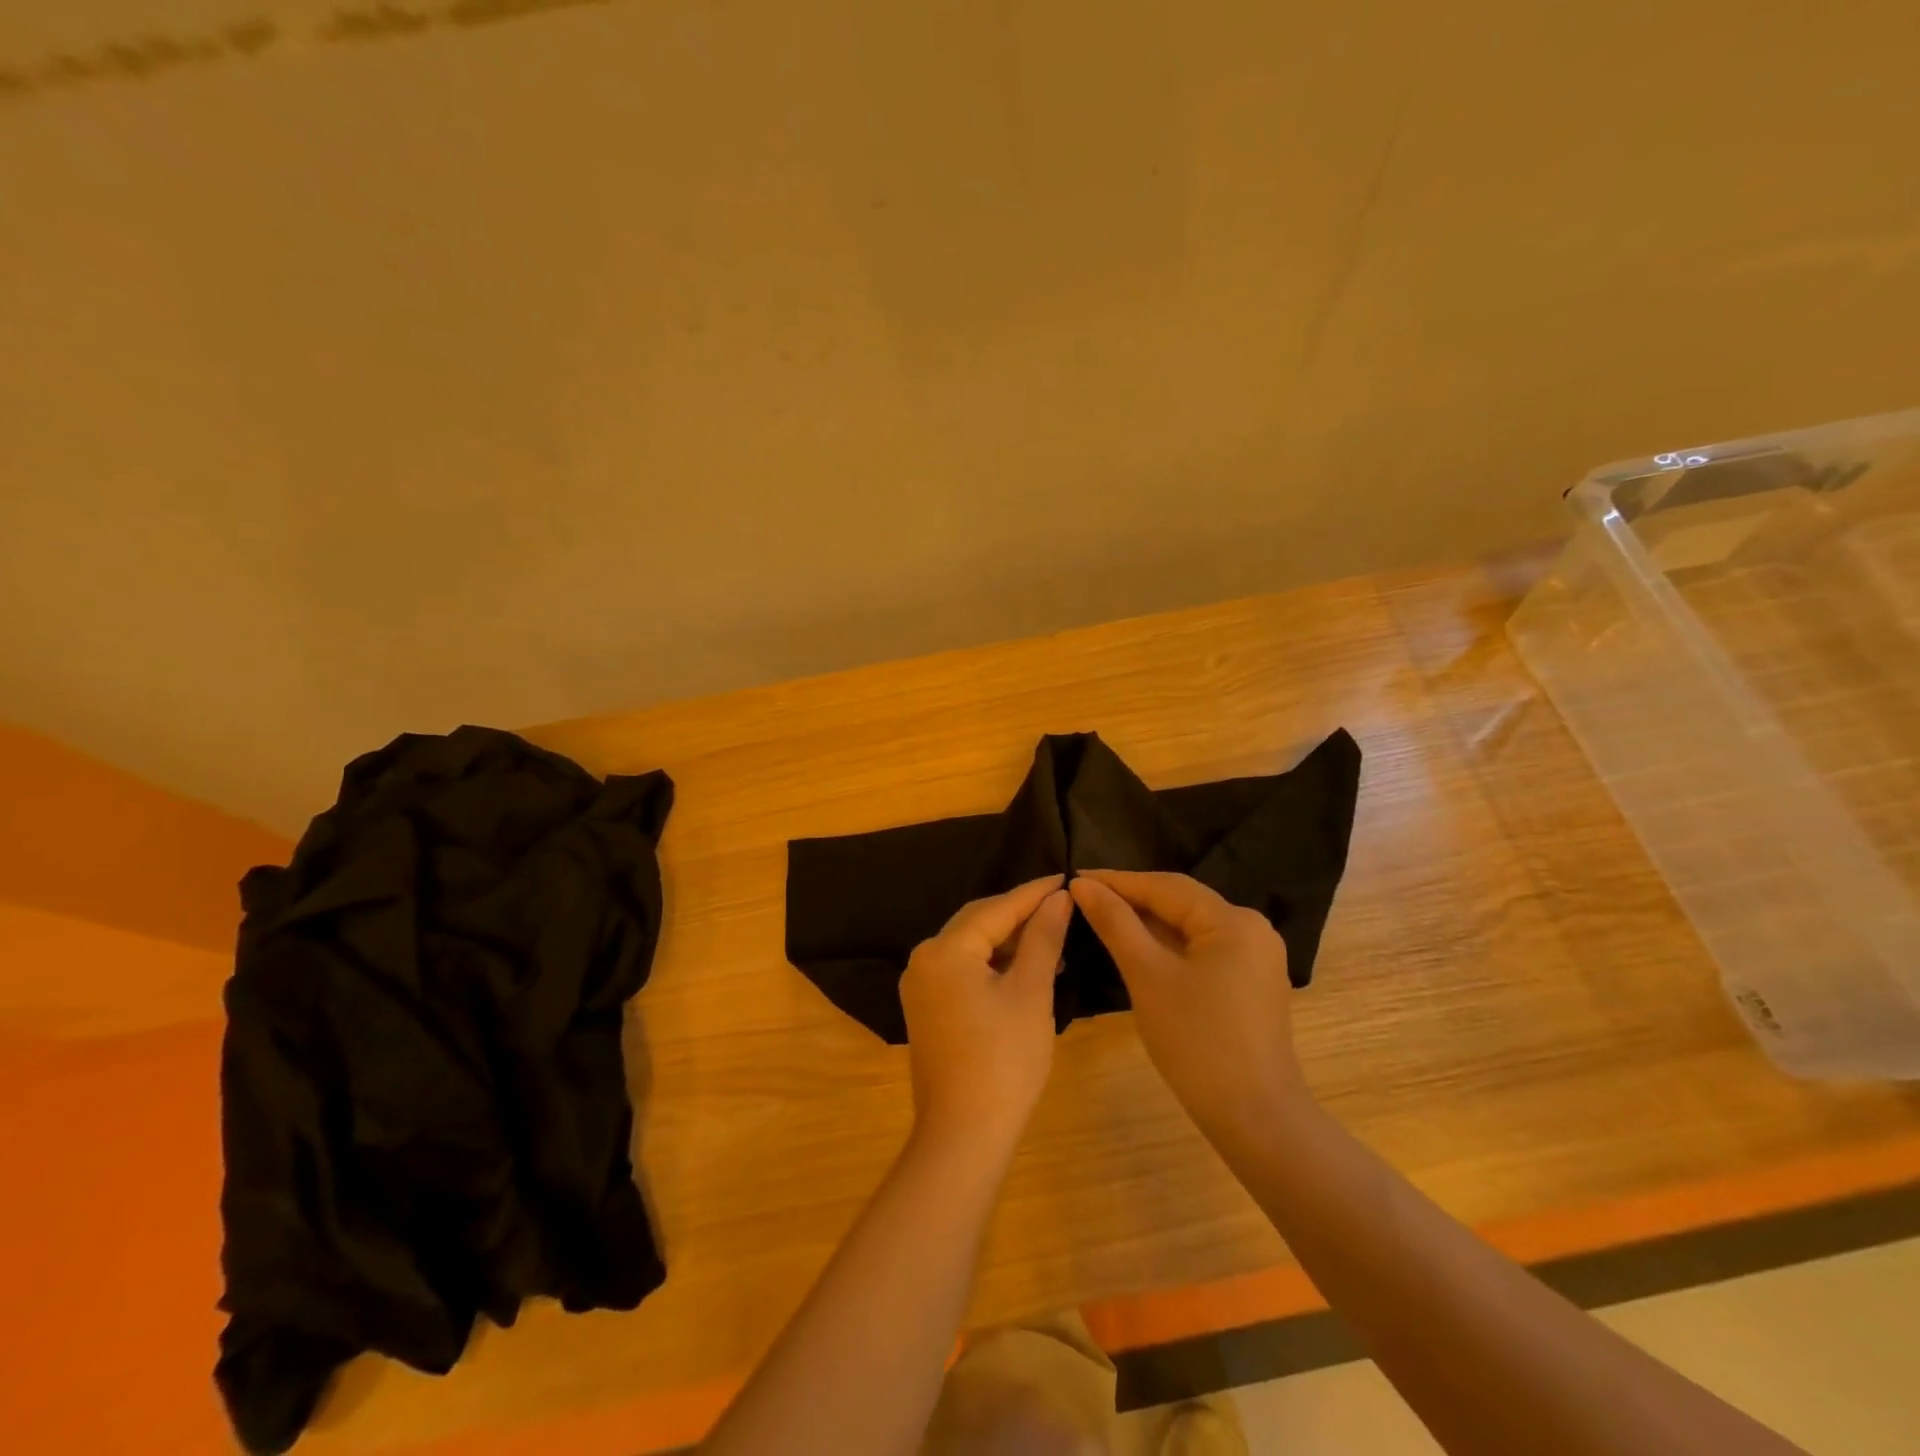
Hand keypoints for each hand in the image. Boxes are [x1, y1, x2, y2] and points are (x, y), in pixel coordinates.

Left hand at [900, 876, 1072, 1152]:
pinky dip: (995, 966)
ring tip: (1054, 940)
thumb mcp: (1031, 993)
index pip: (996, 909)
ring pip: (972, 948)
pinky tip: (1028, 970)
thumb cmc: (1004, 1060)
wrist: (964, 1136)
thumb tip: (1059, 899)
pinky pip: (965, 971)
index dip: (1034, 893)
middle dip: (1021, 915)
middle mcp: (924, 959)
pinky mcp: (928, 1009)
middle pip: (979, 923)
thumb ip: (1043, 939)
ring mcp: (922, 986)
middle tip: (1062, 907)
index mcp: (943, 950)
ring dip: (1010, 943)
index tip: (1067, 879)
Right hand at [1070, 870, 1308, 1142]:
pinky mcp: (1250, 983)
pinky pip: (1201, 950)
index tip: (1072, 878)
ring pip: (1189, 927)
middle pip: (1180, 903)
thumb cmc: (1197, 1042)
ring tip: (1101, 918)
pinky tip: (1137, 949)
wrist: (1255, 1119)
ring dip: (1147, 923)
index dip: (1116, 881)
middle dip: (1131, 900)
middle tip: (1082, 897)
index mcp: (1233, 921)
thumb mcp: (1147, 976)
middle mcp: (1251, 929)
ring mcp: (1255, 958)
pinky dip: (1167, 947)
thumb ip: (1115, 923)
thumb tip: (1082, 885)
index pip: (1165, 886)